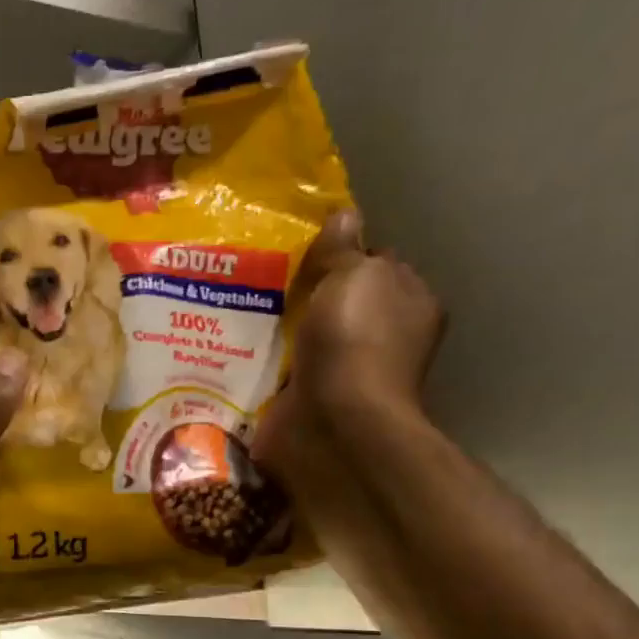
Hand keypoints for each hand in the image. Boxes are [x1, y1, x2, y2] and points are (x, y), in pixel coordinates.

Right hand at [252, 209, 446, 492]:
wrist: (331, 423)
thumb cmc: (354, 340)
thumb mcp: (354, 275)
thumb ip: (344, 247)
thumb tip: (344, 215)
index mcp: (407, 304)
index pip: (377, 265)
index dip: (344, 252)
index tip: (303, 246)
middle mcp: (380, 339)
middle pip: (335, 302)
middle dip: (301, 291)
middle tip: (258, 273)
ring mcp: (342, 373)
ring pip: (303, 337)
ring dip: (276, 328)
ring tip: (234, 305)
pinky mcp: (305, 400)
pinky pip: (278, 371)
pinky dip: (259, 362)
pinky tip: (230, 344)